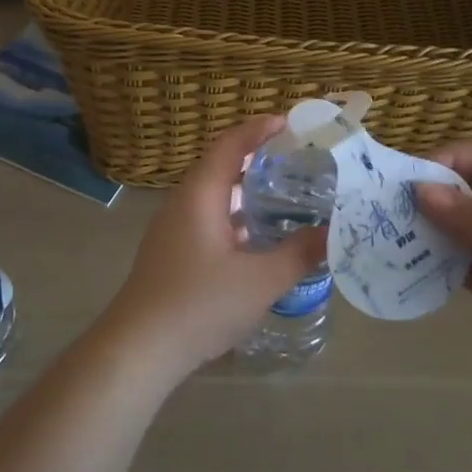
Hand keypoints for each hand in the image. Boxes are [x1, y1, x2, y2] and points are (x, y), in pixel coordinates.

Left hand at [95, 115, 327, 387]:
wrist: (139, 348)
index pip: (231, 144)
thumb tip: (332, 233)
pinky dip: (236, 216)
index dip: (259, 129)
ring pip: (215, 195)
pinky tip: (259, 238)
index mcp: (200, 194)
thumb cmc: (199, 304)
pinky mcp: (173, 252)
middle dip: (258, 158)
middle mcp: (183, 202)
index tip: (291, 123)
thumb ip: (299, 254)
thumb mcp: (260, 281)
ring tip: (286, 195)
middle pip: (222, 166)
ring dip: (247, 190)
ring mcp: (174, 228)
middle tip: (299, 160)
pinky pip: (209, 218)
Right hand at [416, 138, 471, 410]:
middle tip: (387, 208)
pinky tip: (410, 267)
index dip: (452, 159)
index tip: (411, 176)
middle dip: (435, 197)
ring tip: (390, 237)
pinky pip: (467, 267)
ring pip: (465, 231)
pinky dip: (442, 266)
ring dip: (433, 232)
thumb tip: (419, 190)